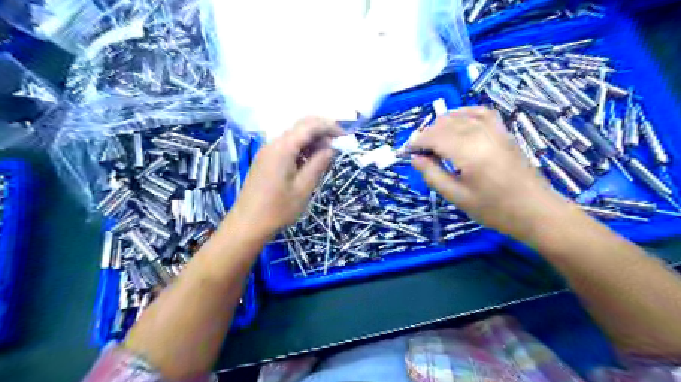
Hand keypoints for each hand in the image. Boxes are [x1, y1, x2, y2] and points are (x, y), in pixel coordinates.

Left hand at [231, 116, 343, 241]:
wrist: (248, 224)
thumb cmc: (278, 209)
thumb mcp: (303, 187)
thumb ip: (318, 164)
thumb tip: (330, 148)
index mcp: (283, 148)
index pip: (309, 126)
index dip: (329, 126)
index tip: (344, 136)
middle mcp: (273, 144)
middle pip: (300, 127)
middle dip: (321, 131)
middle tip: (337, 144)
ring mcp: (267, 152)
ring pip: (294, 136)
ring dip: (311, 140)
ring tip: (326, 156)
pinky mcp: (266, 160)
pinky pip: (287, 146)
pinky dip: (301, 149)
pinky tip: (310, 161)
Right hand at [409, 106, 570, 237]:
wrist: (535, 210)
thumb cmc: (493, 209)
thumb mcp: (457, 196)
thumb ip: (432, 174)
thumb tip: (415, 158)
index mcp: (468, 151)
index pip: (434, 137)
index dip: (416, 142)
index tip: (406, 152)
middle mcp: (481, 133)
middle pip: (444, 124)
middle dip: (426, 134)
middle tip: (418, 151)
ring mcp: (494, 129)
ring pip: (459, 115)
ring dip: (441, 124)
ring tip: (432, 140)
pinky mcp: (503, 131)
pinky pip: (479, 112)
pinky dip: (462, 114)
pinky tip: (456, 122)